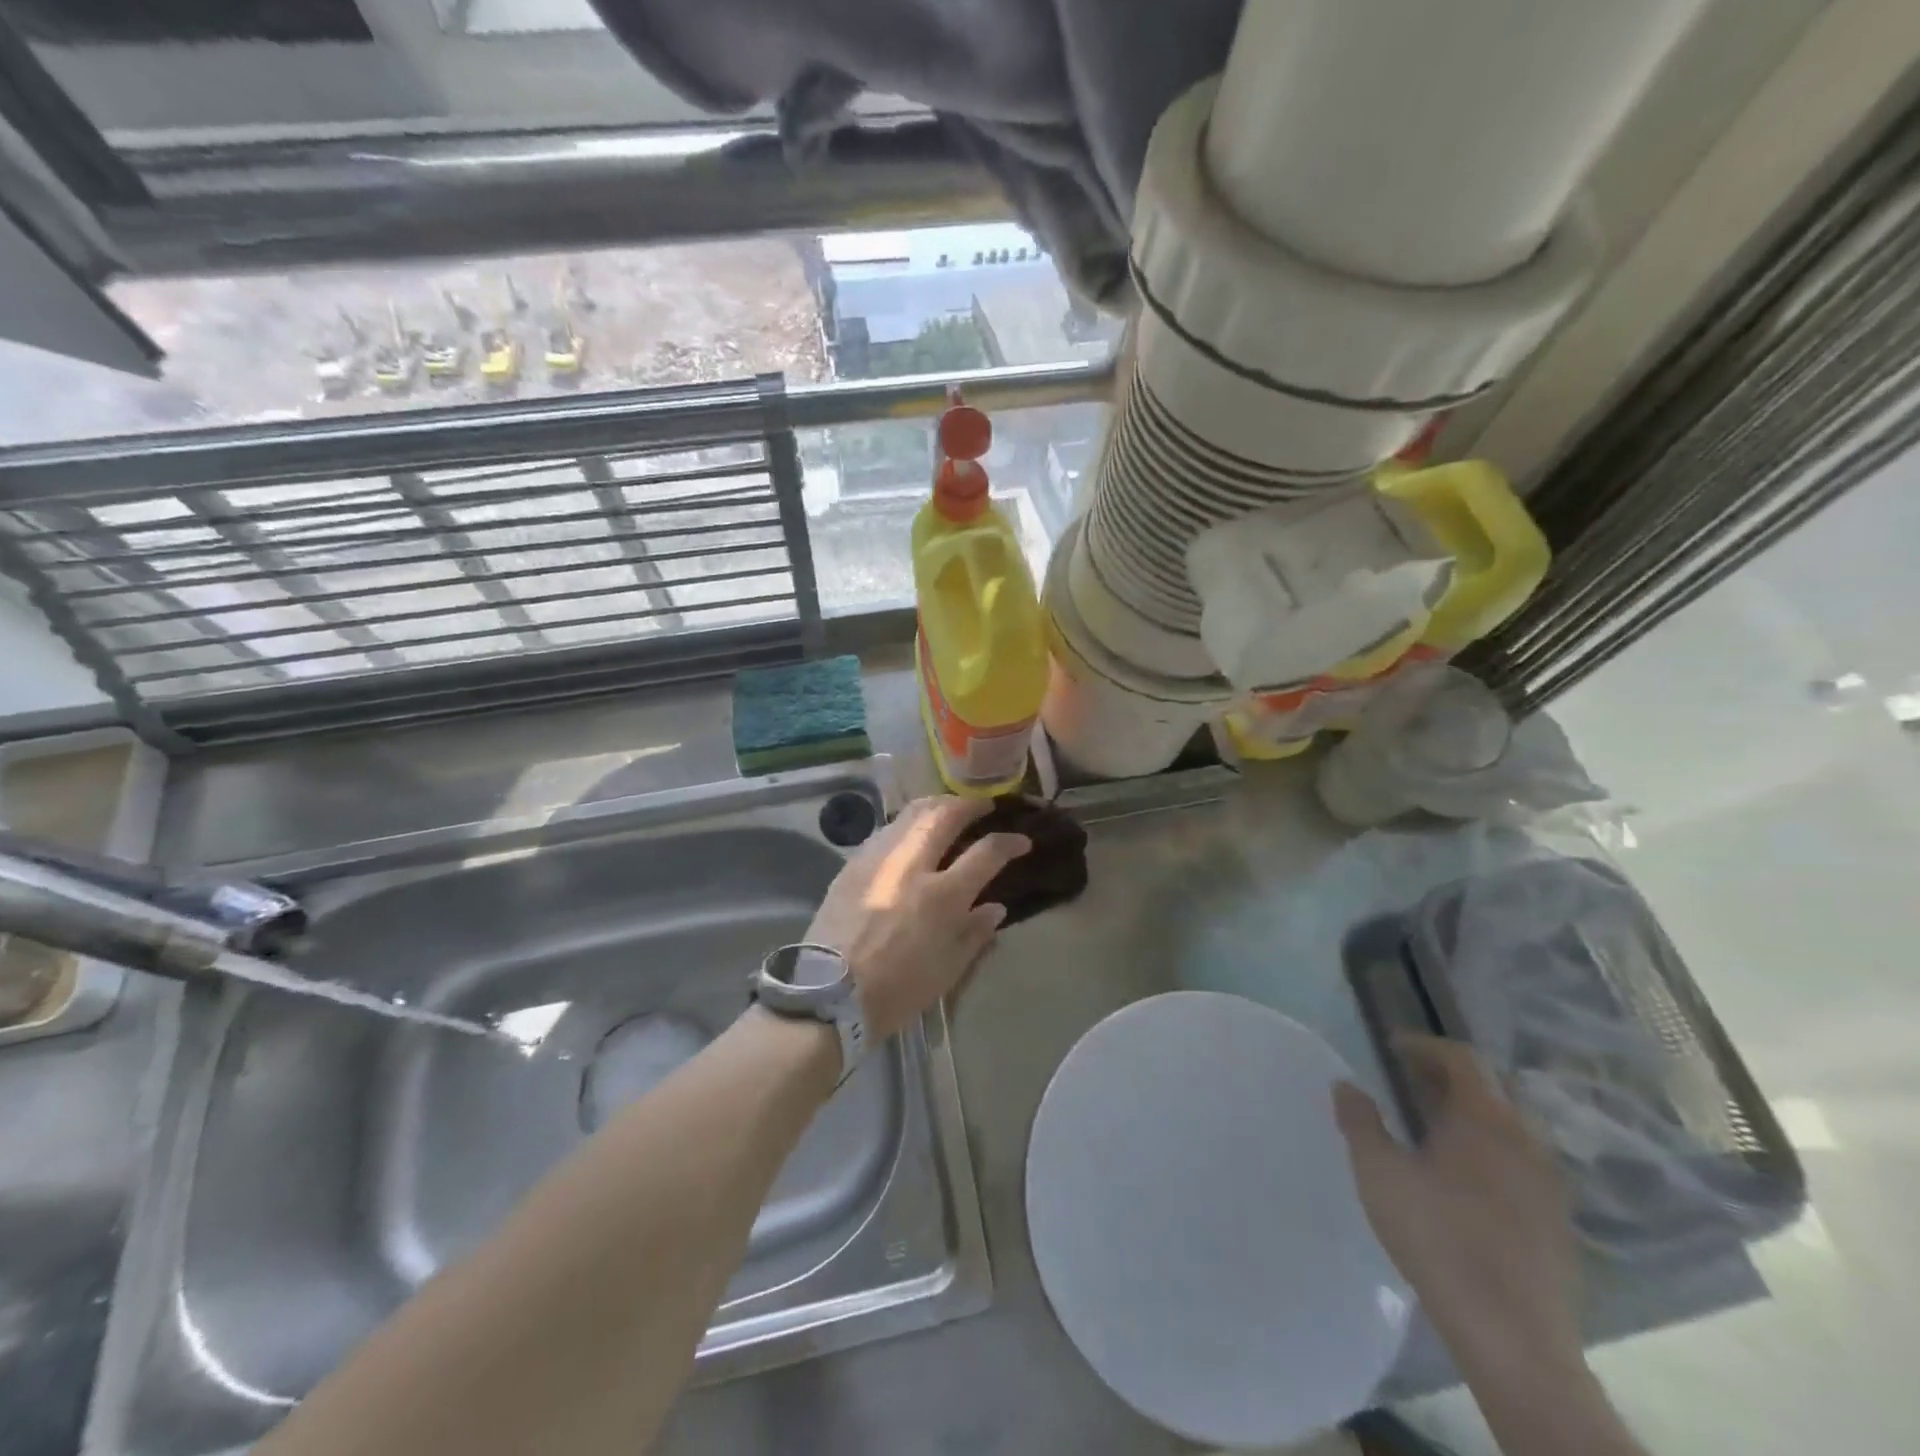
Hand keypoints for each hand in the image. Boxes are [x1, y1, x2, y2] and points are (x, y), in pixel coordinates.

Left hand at [805, 796, 1029, 1039]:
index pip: (986, 853)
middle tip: (983, 805)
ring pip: (911, 814)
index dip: (1008, 842)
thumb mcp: (948, 970)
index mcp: (942, 896)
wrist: (828, 995)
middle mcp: (912, 866)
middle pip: (945, 815)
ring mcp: (878, 860)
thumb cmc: (897, 990)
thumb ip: (975, 933)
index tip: (1021, 840)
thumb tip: (995, 907)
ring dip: (937, 805)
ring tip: (949, 809)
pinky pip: (886, 830)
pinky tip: (911, 832)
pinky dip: (907, 823)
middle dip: (969, 805)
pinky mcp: (853, 864)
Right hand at [1334, 1035, 1581, 1372]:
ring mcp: (1548, 1182)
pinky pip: (1522, 1162)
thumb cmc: (1438, 1237)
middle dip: (1448, 1076)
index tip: (1391, 1046)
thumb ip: (1360, 1121)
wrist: (1512, 1335)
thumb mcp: (1379, 1172)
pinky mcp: (1557, 1221)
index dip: (1425, 1045)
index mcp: (1485, 1118)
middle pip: (1491, 1087)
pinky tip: (1463, 1178)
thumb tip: (1346, 1084)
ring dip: (1472, 1114)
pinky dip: (1491, 1149)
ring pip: (1510, 1126)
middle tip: (1408, 1081)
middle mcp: (1526, 1139)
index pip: (1462, 1058)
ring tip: (1432, 1127)